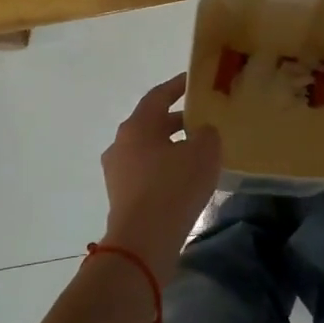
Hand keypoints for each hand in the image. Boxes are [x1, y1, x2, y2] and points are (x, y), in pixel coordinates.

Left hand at [100, 73, 222, 281]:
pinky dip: (165, 169)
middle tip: (203, 120)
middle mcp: (121, 144)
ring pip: (149, 150)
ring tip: (198, 152)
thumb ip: (206, 134)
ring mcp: (117, 172)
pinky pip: (147, 173)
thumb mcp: (203, 153)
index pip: (158, 96)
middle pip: (152, 123)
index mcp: (137, 126)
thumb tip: (201, 132)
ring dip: (171, 147)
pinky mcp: (121, 197)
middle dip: (177, 120)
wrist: (143, 241)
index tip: (193, 81)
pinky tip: (186, 180)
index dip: (177, 86)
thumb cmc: (173, 187)